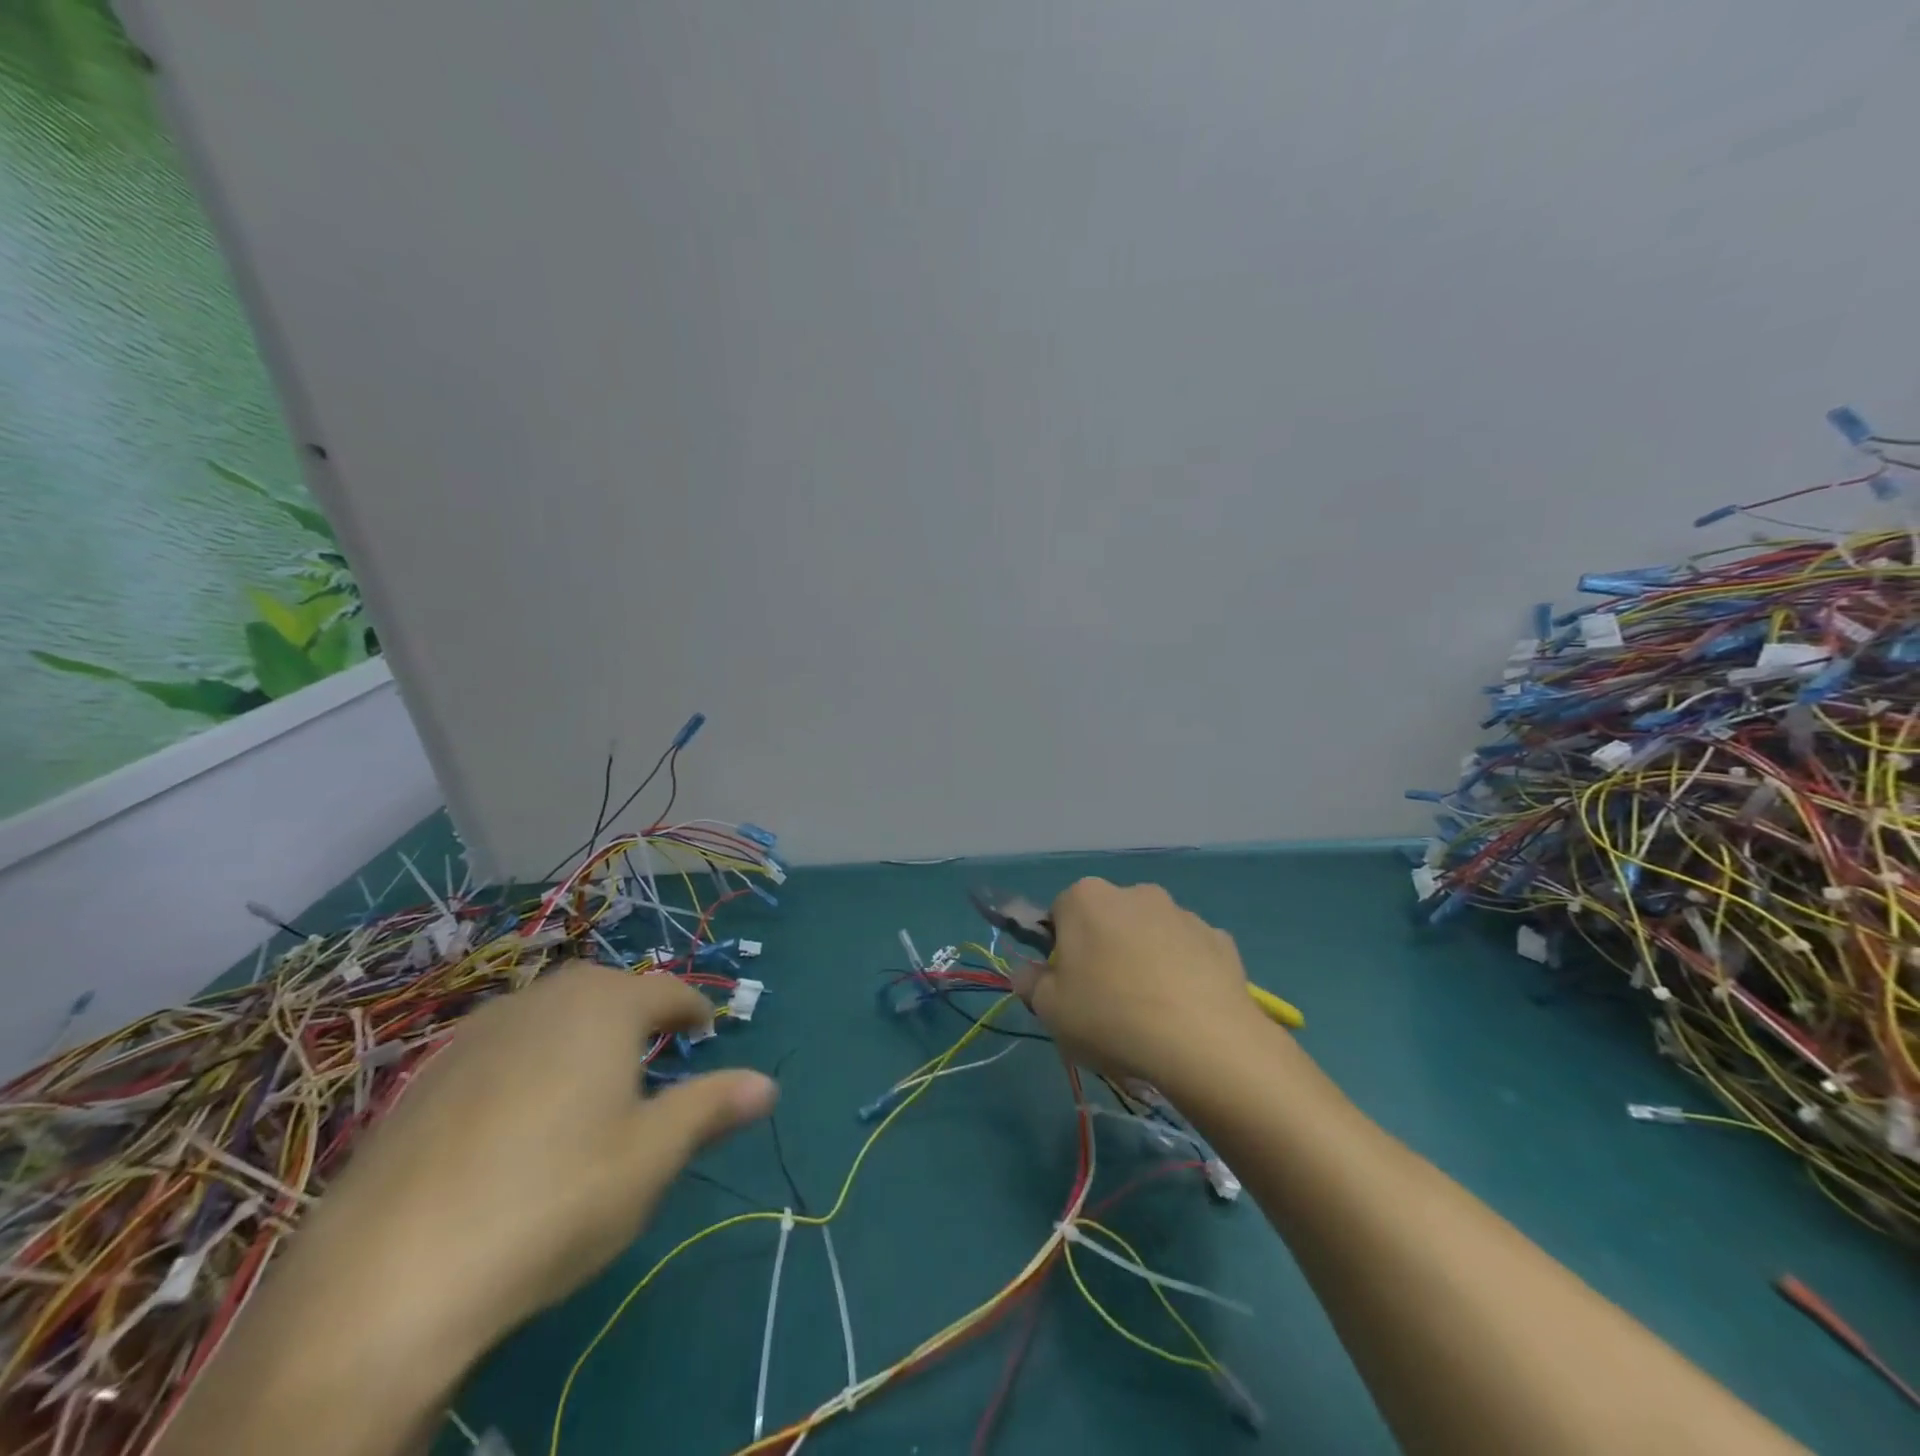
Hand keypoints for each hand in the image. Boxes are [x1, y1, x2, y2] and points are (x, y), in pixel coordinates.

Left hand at [298, 962, 776, 1347]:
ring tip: (589, 1079)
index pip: (665, 990)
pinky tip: (516, 1117)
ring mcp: (474, 1035)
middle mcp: (540, 1001)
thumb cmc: (555, 1199)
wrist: (387, 1278)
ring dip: (577, 1032)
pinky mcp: (424, 1079)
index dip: (692, 1007)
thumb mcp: (652, 1157)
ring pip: (545, 1014)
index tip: (706, 1029)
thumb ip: (711, 1108)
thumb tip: (768, 1084)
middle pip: (602, 989)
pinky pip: (497, 1048)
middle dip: (634, 1011)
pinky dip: (525, 1061)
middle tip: (651, 1050)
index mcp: (603, 1007)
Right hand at [1017, 878, 1266, 1090]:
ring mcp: (1182, 913)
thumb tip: (1026, 972)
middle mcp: (1134, 892)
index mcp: (1085, 898)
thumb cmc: (1110, 1017)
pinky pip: (1189, 953)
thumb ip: (1030, 984)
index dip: (1060, 950)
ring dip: (1146, 959)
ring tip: (1151, 1013)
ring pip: (1150, 934)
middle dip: (1104, 950)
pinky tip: (1186, 1011)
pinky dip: (1184, 973)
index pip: (1059, 914)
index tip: (1067, 985)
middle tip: (1105, 1001)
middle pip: (1107, 920)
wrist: (1203, 1042)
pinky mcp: (1219, 939)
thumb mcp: (1050, 1010)